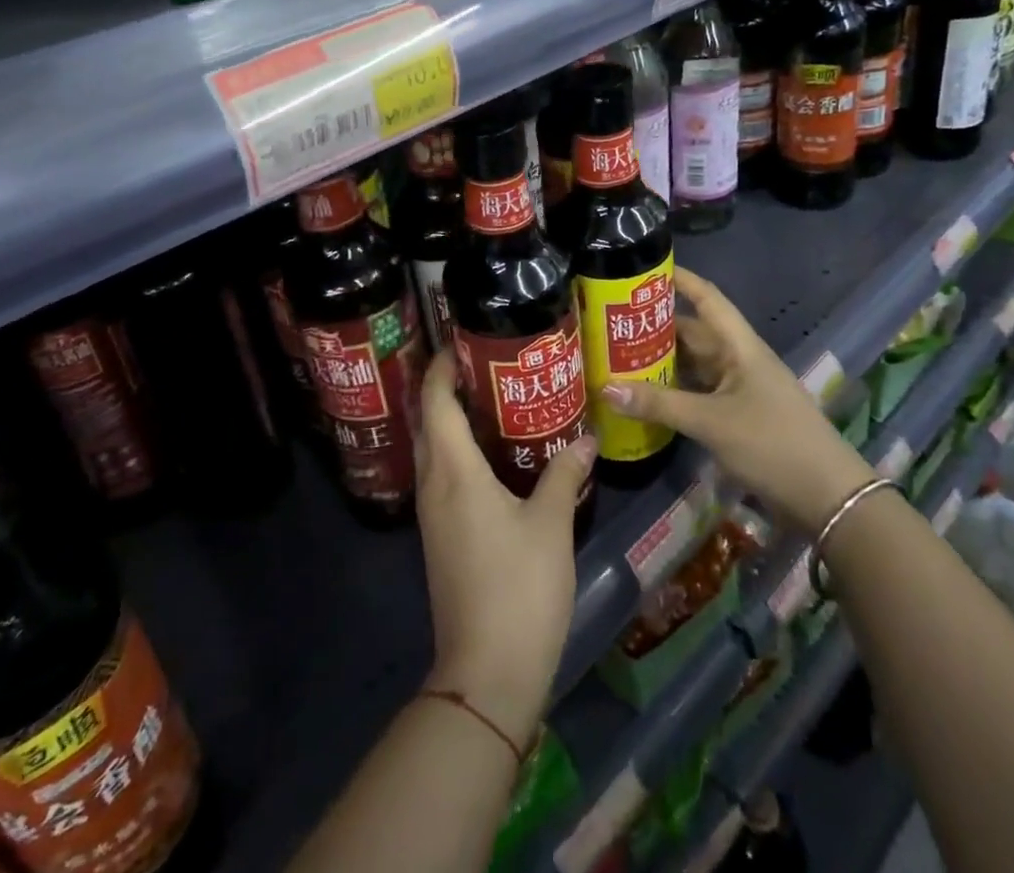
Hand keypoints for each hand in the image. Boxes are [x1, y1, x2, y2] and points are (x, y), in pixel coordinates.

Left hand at [414, 349, 595, 748]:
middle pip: (428, 422)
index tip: (461, 340)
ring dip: (452, 421)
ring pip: (434, 451)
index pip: (435, 402)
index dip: (441, 367)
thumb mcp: (550, 525)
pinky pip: (442, 477)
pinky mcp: (440, 538)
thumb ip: (562, 474)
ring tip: (492, 400)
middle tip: (486, 365)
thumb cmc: (519, 588)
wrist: (487, 672)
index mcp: (453, 472)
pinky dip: (459, 453)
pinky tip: (493, 458)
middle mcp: (433, 485)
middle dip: (446, 388)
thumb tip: (585, 437)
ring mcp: (433, 514)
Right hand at [602, 267, 871, 535]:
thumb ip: (659, 404)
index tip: (644, 267)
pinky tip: (645, 396)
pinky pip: (697, 392)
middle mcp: (739, 360)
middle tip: (611, 321)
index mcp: (740, 346)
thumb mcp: (711, 422)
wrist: (828, 499)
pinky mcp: (738, 416)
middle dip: (656, 326)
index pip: (707, 298)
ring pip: (693, 364)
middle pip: (693, 332)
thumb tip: (605, 387)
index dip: (680, 279)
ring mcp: (739, 389)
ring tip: (617, 355)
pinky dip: (672, 391)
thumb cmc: (773, 444)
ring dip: (661, 361)